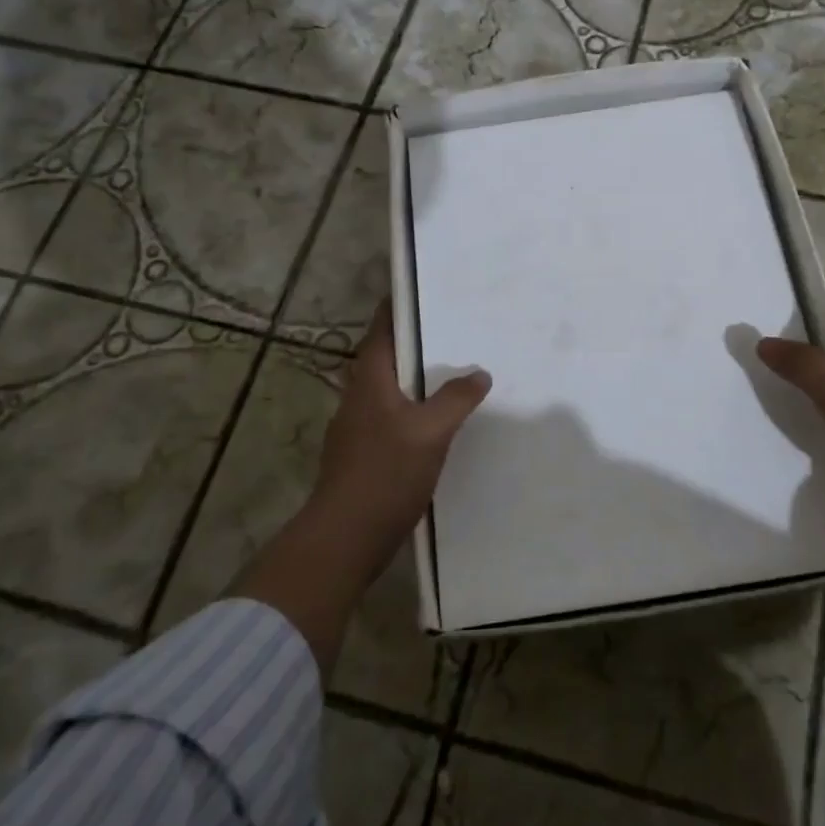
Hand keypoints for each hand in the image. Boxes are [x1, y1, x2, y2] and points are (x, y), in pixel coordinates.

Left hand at [309, 301, 492, 561]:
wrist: (346, 537)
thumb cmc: (385, 473)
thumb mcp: (430, 432)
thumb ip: (455, 399)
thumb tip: (478, 373)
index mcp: (369, 380)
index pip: (381, 329)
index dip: (397, 307)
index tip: (420, 289)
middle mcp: (358, 397)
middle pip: (386, 357)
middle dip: (415, 343)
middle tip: (453, 330)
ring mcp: (358, 428)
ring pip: (390, 390)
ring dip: (417, 379)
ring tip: (453, 372)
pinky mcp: (363, 455)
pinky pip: (393, 418)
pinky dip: (415, 410)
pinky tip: (439, 422)